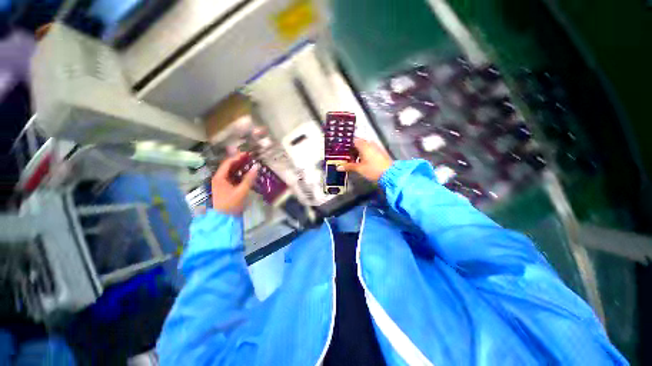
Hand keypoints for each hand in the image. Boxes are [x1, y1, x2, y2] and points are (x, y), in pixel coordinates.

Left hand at [211, 153, 258, 214]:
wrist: (224, 218)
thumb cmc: (231, 204)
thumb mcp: (241, 191)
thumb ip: (249, 179)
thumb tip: (256, 166)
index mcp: (219, 177)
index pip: (228, 163)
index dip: (237, 157)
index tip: (248, 154)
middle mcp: (219, 178)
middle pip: (229, 166)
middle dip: (239, 161)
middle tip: (250, 157)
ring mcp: (221, 183)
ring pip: (231, 171)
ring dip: (240, 167)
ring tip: (250, 164)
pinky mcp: (225, 187)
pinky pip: (233, 177)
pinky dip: (240, 174)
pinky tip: (247, 173)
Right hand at [338, 138, 392, 181]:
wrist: (391, 174)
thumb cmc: (373, 170)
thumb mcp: (359, 169)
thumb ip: (348, 166)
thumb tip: (339, 167)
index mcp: (364, 145)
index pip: (352, 140)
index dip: (346, 145)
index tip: (341, 150)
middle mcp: (370, 144)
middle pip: (358, 143)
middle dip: (351, 150)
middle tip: (346, 156)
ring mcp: (376, 147)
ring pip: (364, 147)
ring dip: (358, 152)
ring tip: (352, 160)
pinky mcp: (380, 152)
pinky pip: (369, 150)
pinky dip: (364, 154)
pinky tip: (361, 162)